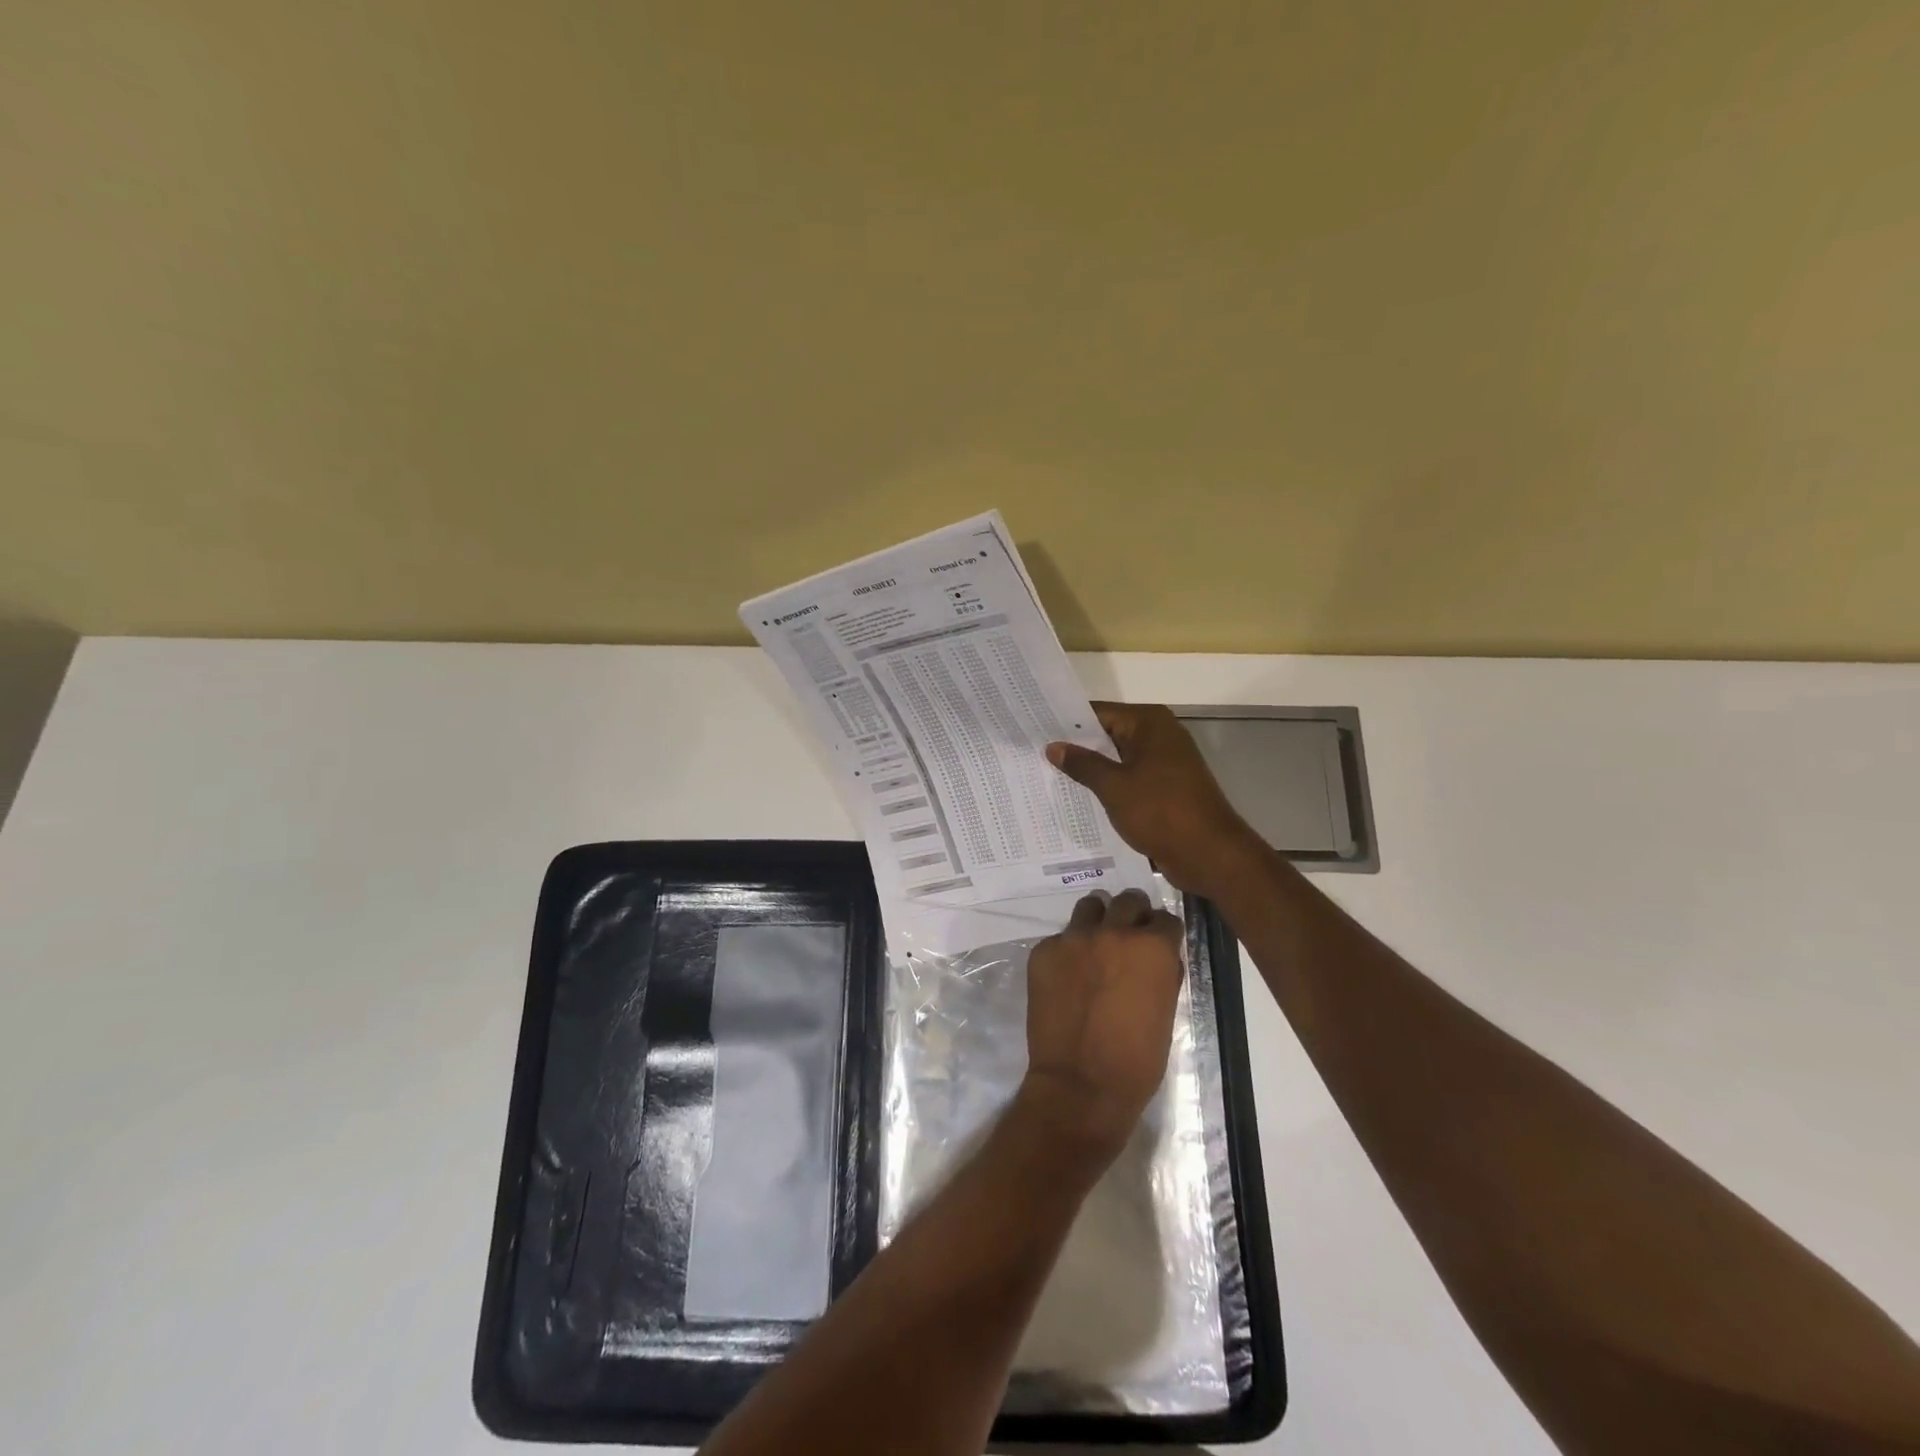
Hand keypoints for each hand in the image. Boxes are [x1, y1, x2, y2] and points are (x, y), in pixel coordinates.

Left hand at [1019, 889, 1184, 1162]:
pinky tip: (1068, 977)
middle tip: (1127, 938)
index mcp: (1152, 947)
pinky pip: (1060, 938)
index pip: (1164, 919)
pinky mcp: (1043, 951)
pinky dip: (1068, 951)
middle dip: (1132, 916)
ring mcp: (1073, 938)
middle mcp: (1114, 931)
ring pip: (1089, 908)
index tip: (1157, 943)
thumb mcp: (1166, 1012)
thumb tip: (1158, 957)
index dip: (1162, 932)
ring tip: (1095, 946)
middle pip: (1128, 901)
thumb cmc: (1137, 1060)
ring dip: (1098, 921)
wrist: (1080, 1084)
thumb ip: (1163, 973)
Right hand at [1046, 703, 1259, 895]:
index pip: (1098, 713)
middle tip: (1034, 753)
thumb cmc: (1161, 811)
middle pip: (1107, 734)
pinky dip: (1108, 786)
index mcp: (1149, 723)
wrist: (1209, 854)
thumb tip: (1053, 746)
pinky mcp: (1165, 788)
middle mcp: (1158, 735)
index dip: (1066, 723)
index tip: (1034, 729)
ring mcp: (1164, 763)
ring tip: (1047, 774)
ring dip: (1091, 769)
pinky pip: (1128, 779)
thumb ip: (1082, 764)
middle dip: (1075, 746)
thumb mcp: (1114, 786)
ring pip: (1117, 759)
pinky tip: (1079, 797)